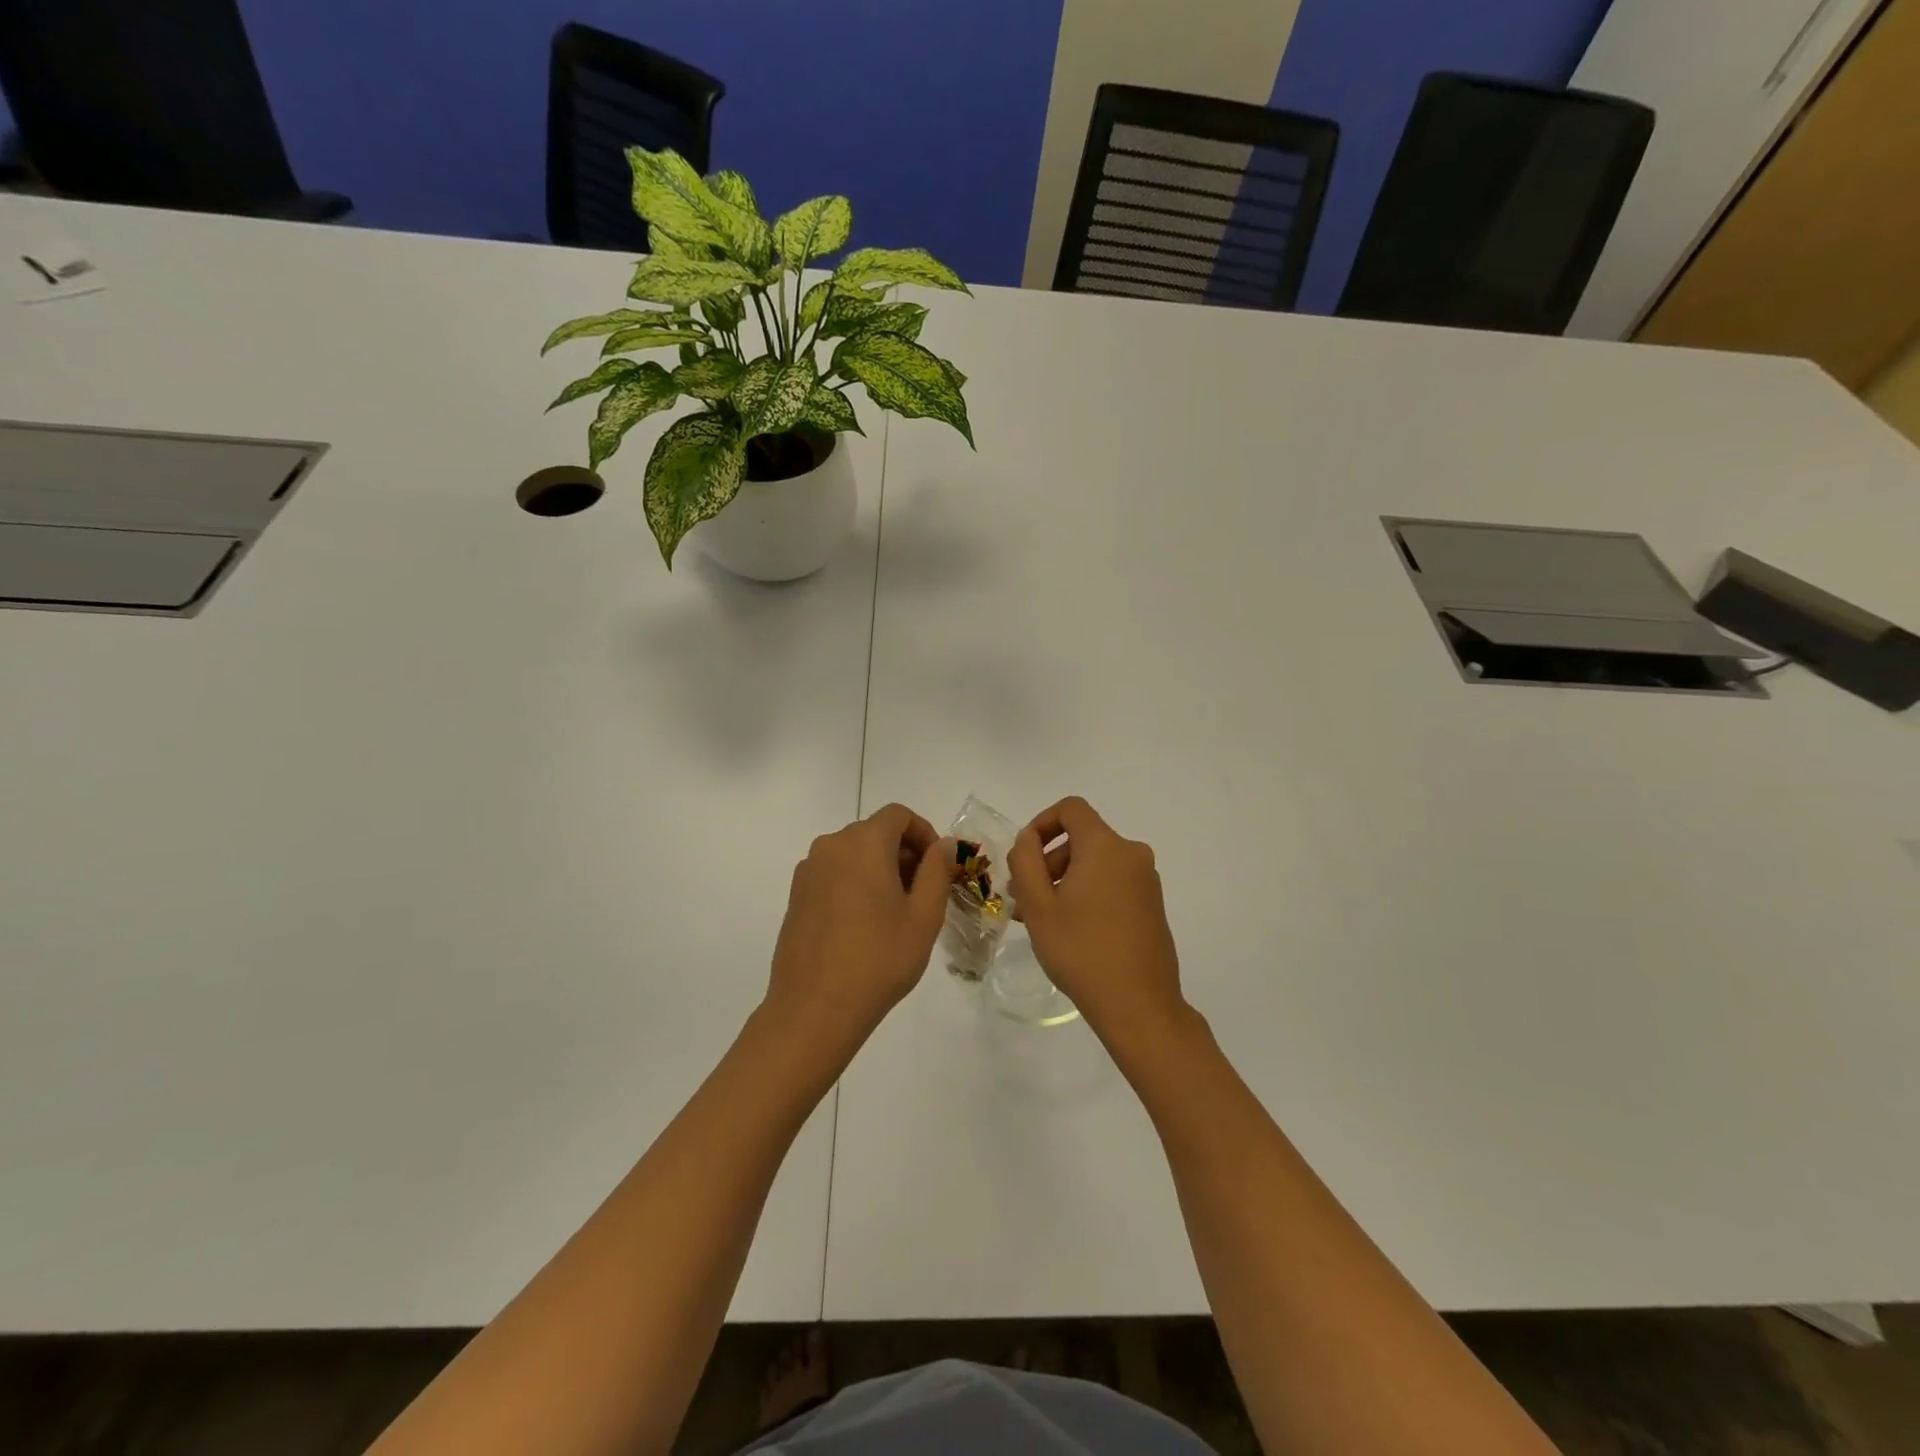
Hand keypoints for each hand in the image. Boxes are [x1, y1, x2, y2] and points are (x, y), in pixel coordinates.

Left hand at [765, 804, 950, 1057]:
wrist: (814, 1009)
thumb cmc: (879, 959)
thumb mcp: (924, 915)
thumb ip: (937, 870)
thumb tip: (943, 844)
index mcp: (863, 842)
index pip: (899, 815)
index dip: (924, 833)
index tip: (939, 867)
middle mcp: (830, 846)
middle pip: (875, 832)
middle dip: (904, 853)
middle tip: (924, 893)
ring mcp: (808, 871)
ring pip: (854, 854)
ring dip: (880, 869)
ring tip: (896, 913)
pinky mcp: (796, 896)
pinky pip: (834, 874)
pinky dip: (856, 883)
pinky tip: (865, 925)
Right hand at [1010, 796, 1187, 1048]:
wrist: (1139, 1005)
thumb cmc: (1081, 950)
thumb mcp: (1038, 906)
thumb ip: (1025, 861)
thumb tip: (1028, 839)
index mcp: (1105, 846)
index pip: (1071, 809)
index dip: (1042, 822)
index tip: (1023, 854)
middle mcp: (1131, 854)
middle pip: (1082, 837)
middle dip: (1048, 859)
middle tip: (1023, 896)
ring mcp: (1146, 881)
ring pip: (1096, 863)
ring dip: (1065, 879)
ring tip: (1040, 918)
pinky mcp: (1152, 905)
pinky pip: (1113, 882)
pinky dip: (1088, 892)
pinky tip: (1070, 929)